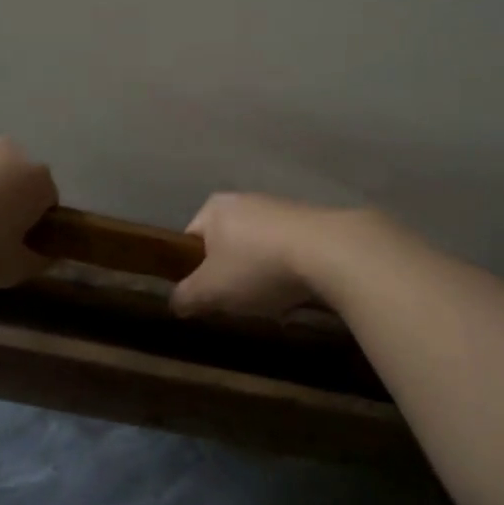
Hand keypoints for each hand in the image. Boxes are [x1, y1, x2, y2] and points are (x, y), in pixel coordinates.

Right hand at [171, 193, 363, 319]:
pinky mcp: (310, 223)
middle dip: (231, 278)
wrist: (327, 251)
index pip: (190, 240)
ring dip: (261, 279)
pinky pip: (288, 254)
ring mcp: (280, 209)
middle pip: (226, 247)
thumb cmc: (257, 266)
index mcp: (214, 208)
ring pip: (258, 253)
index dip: (193, 272)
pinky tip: (298, 296)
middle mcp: (245, 200)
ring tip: (272, 304)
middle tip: (237, 303)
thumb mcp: (210, 290)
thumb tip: (176, 302)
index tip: (205, 297)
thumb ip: (186, 296)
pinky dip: (289, 275)